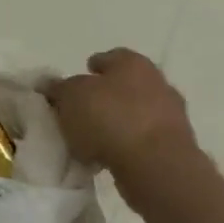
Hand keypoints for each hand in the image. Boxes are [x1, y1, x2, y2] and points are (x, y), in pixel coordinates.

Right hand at [45, 48, 197, 181]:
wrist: (155, 165)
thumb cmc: (109, 119)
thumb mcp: (70, 97)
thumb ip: (58, 88)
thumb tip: (48, 83)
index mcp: (132, 63)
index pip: (108, 58)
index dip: (89, 69)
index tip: (74, 85)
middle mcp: (157, 82)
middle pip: (124, 85)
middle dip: (104, 96)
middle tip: (80, 111)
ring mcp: (171, 115)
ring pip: (136, 112)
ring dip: (117, 121)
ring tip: (91, 139)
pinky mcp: (175, 145)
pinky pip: (143, 139)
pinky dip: (128, 144)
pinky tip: (109, 156)